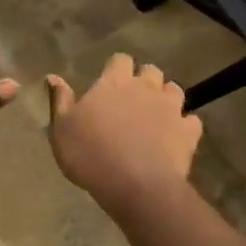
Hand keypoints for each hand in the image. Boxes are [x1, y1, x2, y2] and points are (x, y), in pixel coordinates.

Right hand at [45, 54, 202, 214]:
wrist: (136, 185)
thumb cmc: (91, 155)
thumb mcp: (62, 129)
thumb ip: (60, 100)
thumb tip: (53, 76)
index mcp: (113, 83)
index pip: (120, 59)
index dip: (117, 68)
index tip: (110, 81)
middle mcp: (145, 87)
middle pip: (150, 70)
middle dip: (144, 79)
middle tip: (134, 98)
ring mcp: (171, 108)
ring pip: (174, 89)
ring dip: (166, 97)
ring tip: (157, 114)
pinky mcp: (188, 131)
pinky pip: (192, 121)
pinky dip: (185, 125)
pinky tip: (177, 136)